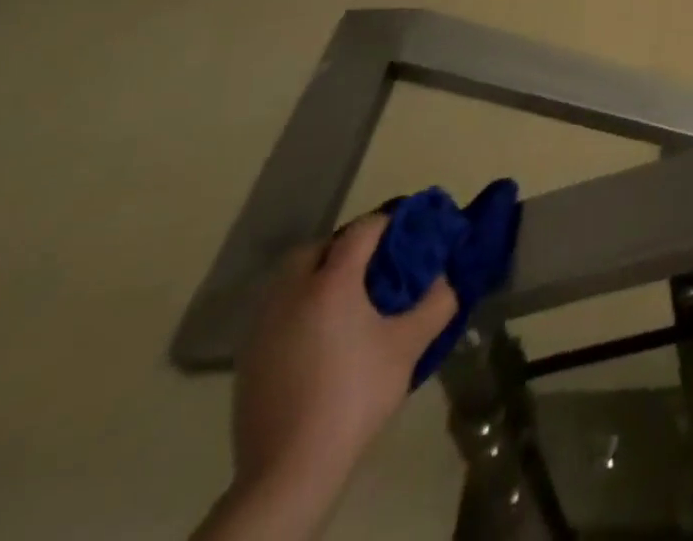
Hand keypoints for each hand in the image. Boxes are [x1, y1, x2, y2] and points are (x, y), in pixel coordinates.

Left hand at [230, 214, 458, 507]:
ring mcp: (263, 325)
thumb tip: (445, 279)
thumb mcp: (409, 346)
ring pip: (289, 279)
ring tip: (345, 300)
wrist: (290, 469)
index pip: (361, 230)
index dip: (386, 223)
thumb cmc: (355, 394)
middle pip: (315, 248)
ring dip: (316, 275)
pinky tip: (318, 336)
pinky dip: (298, 306)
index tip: (407, 231)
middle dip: (342, 247)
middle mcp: (292, 293)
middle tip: (371, 266)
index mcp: (332, 282)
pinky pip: (276, 310)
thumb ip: (436, 303)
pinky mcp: (247, 357)